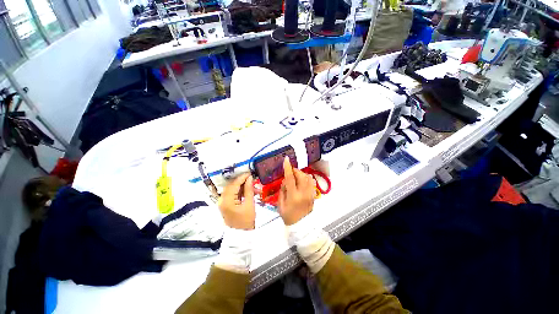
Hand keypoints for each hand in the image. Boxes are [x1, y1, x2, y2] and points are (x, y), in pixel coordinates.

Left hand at [218, 173, 254, 229]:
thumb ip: (248, 190)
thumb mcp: (249, 204)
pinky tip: (248, 192)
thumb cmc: (246, 221)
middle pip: (232, 185)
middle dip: (242, 182)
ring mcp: (223, 202)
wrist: (240, 235)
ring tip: (254, 188)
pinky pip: (232, 194)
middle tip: (253, 180)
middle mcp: (222, 200)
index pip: (234, 184)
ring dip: (242, 187)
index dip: (242, 177)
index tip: (250, 173)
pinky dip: (240, 191)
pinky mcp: (225, 204)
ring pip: (232, 189)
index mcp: (227, 200)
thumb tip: (250, 178)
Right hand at [278, 157, 315, 225]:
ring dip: (301, 174)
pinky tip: (301, 181)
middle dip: (295, 171)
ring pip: (308, 178)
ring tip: (296, 176)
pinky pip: (311, 182)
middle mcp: (303, 193)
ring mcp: (310, 194)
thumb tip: (285, 180)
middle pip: (301, 176)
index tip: (286, 159)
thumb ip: (283, 190)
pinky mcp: (313, 195)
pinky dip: (306, 178)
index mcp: (293, 196)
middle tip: (290, 171)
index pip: (290, 178)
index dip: (288, 168)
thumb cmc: (288, 215)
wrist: (300, 226)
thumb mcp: (280, 203)